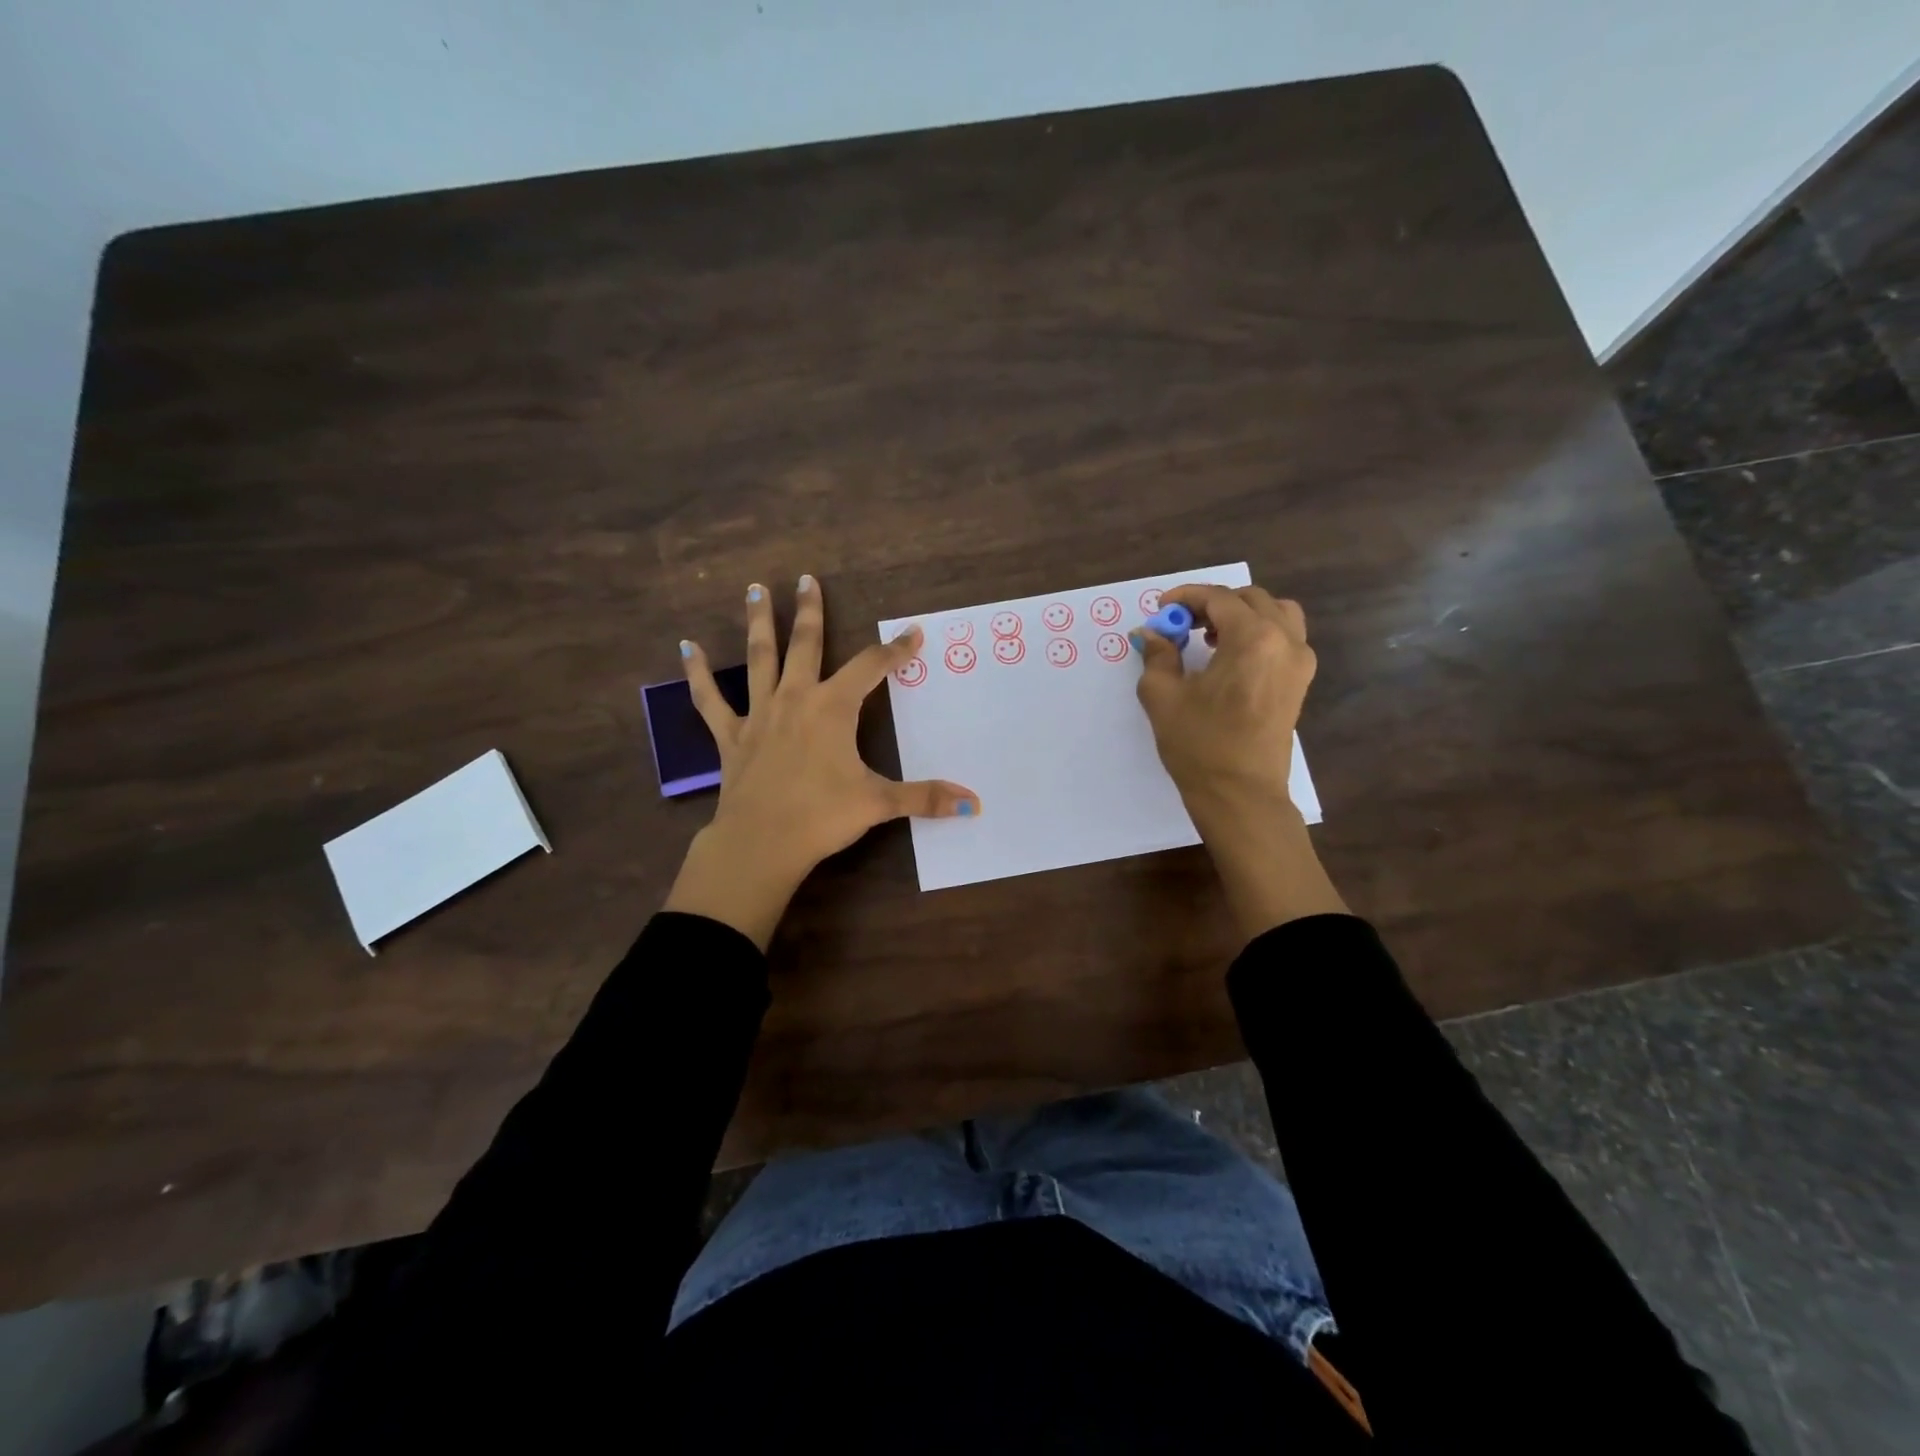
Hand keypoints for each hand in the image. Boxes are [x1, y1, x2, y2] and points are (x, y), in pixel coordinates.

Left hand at [662, 575, 978, 947]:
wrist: (761, 842)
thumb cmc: (822, 816)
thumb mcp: (879, 803)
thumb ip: (925, 798)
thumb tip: (974, 803)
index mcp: (833, 708)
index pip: (872, 668)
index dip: (895, 650)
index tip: (912, 633)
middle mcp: (796, 699)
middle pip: (806, 645)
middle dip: (811, 612)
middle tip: (807, 579)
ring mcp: (759, 714)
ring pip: (759, 658)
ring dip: (759, 622)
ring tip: (754, 588)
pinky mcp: (732, 735)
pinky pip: (711, 699)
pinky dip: (698, 674)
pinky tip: (686, 648)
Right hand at [1133, 584, 1346, 937]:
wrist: (1241, 795)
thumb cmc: (1199, 745)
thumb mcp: (1163, 697)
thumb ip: (1157, 656)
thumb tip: (1151, 634)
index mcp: (1253, 639)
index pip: (1219, 599)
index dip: (1186, 597)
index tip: (1161, 609)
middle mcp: (1284, 641)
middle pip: (1250, 600)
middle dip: (1212, 604)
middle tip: (1180, 623)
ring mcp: (1299, 662)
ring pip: (1275, 613)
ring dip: (1241, 614)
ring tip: (1210, 636)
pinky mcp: (1300, 682)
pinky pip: (1285, 638)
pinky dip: (1259, 632)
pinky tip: (1230, 657)